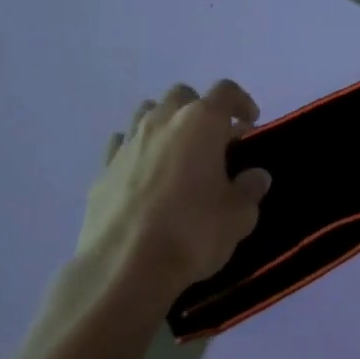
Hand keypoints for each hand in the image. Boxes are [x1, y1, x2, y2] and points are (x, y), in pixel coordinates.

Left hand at [75, 81, 272, 309]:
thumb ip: (250, 189)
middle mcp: (163, 120)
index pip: (225, 91)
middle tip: (213, 139)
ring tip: (177, 152)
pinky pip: (122, 143)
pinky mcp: (103, 168)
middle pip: (183, 95)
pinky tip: (143, 172)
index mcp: (201, 122)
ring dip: (166, 123)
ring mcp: (129, 142)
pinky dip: (136, 149)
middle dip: (200, 109)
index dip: (241, 101)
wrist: (124, 267)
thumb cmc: (192, 232)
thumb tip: (256, 176)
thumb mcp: (238, 216)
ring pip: (148, 112)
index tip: (250, 122)